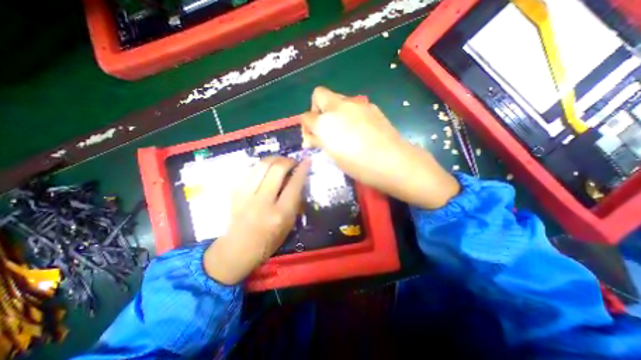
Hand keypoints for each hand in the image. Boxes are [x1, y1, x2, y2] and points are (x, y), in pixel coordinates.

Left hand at [202, 156, 306, 285]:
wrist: (237, 249)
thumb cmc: (269, 241)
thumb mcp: (289, 224)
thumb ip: (295, 201)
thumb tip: (298, 179)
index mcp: (280, 214)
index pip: (294, 184)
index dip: (302, 169)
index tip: (307, 160)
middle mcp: (263, 202)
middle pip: (277, 169)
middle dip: (288, 161)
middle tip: (293, 162)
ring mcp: (246, 195)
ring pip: (262, 165)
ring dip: (275, 159)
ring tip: (281, 162)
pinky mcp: (235, 191)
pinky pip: (252, 170)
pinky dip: (263, 166)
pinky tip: (267, 170)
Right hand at [303, 85, 460, 208]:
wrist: (391, 161)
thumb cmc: (358, 165)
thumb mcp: (333, 156)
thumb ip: (319, 142)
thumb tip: (311, 138)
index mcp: (325, 122)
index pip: (306, 116)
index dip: (306, 127)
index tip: (312, 139)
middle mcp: (338, 107)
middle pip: (319, 94)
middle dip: (316, 108)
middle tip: (324, 126)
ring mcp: (356, 104)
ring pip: (337, 99)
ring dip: (334, 110)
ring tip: (343, 129)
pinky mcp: (370, 106)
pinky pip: (353, 105)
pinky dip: (349, 113)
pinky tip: (358, 129)